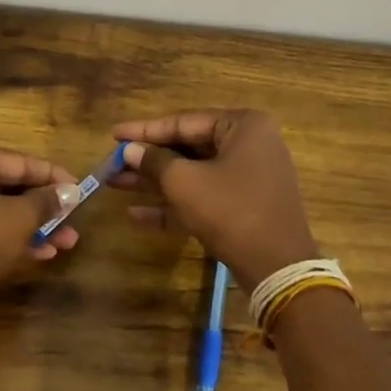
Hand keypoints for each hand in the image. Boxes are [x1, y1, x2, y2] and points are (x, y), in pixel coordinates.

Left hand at [0, 142, 78, 307]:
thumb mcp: (19, 217)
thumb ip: (47, 201)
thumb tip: (71, 191)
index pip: (17, 160)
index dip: (52, 175)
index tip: (80, 188)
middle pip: (8, 186)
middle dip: (44, 206)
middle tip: (73, 219)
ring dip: (33, 226)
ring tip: (67, 241)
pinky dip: (12, 239)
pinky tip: (43, 253)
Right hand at [110, 109, 317, 291]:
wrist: (278, 268)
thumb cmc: (231, 211)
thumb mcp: (185, 183)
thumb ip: (154, 162)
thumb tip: (129, 150)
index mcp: (243, 126)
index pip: (184, 121)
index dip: (145, 130)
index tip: (114, 134)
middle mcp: (249, 144)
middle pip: (188, 147)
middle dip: (148, 159)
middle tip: (112, 162)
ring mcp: (249, 177)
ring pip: (194, 173)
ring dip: (156, 182)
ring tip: (115, 183)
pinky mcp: (245, 206)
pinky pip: (204, 196)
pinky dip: (175, 204)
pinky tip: (137, 215)